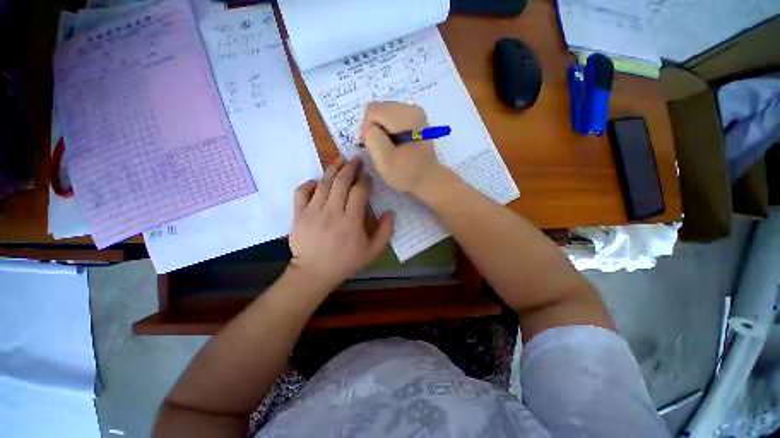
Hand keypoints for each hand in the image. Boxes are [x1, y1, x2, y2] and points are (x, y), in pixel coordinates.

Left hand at [288, 157, 393, 290]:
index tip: (367, 176)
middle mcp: (332, 212)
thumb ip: (384, 232)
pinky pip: (302, 192)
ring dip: (333, 169)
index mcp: (351, 222)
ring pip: (323, 183)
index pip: (359, 192)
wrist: (314, 272)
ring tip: (340, 160)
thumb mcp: (372, 251)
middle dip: (350, 167)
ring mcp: (313, 212)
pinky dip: (310, 183)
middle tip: (355, 159)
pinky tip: (318, 182)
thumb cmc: (345, 262)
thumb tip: (390, 213)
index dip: (365, 181)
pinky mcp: (299, 214)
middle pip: (341, 182)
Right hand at [359, 102, 447, 196]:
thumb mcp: (384, 160)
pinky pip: (389, 119)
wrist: (428, 179)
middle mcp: (412, 108)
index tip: (373, 148)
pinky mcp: (413, 119)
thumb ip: (373, 138)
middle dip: (374, 130)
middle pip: (378, 109)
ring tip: (387, 149)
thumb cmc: (407, 173)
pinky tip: (393, 145)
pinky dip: (386, 132)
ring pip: (382, 114)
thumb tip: (369, 128)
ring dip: (380, 132)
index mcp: (408, 116)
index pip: (373, 111)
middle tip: (380, 150)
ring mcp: (413, 112)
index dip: (367, 130)